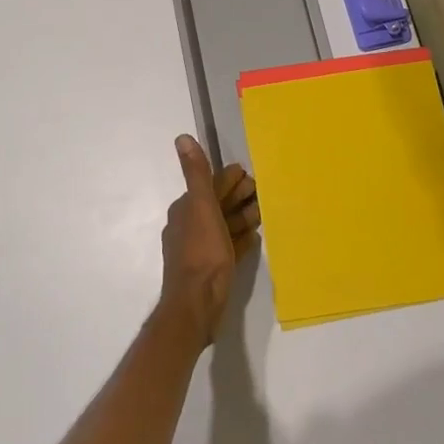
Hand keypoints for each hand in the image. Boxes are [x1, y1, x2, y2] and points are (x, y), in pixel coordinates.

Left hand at [158, 135, 260, 344]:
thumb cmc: (201, 253)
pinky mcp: (211, 270)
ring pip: (223, 226)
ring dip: (241, 217)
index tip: (250, 175)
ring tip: (262, 213)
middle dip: (237, 196)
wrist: (196, 305)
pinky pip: (228, 247)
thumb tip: (182, 138)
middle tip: (260, 192)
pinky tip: (253, 238)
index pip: (209, 186)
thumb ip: (196, 174)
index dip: (229, 179)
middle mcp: (189, 226)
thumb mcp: (201, 207)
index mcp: (185, 210)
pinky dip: (240, 239)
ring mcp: (199, 250)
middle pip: (217, 205)